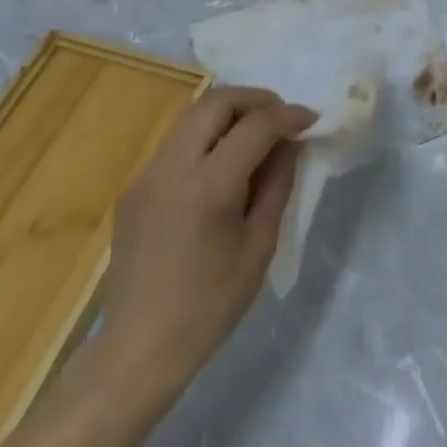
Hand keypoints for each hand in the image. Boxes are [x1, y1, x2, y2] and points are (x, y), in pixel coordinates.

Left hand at [91, 86, 316, 401]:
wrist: (140, 347)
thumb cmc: (210, 305)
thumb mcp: (259, 246)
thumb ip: (277, 185)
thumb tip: (291, 144)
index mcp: (207, 187)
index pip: (255, 126)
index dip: (288, 116)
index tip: (311, 120)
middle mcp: (171, 167)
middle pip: (216, 102)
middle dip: (256, 99)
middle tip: (283, 116)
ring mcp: (146, 174)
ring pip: (192, 116)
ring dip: (229, 113)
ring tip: (257, 134)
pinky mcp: (134, 186)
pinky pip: (176, 143)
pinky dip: (206, 136)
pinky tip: (224, 163)